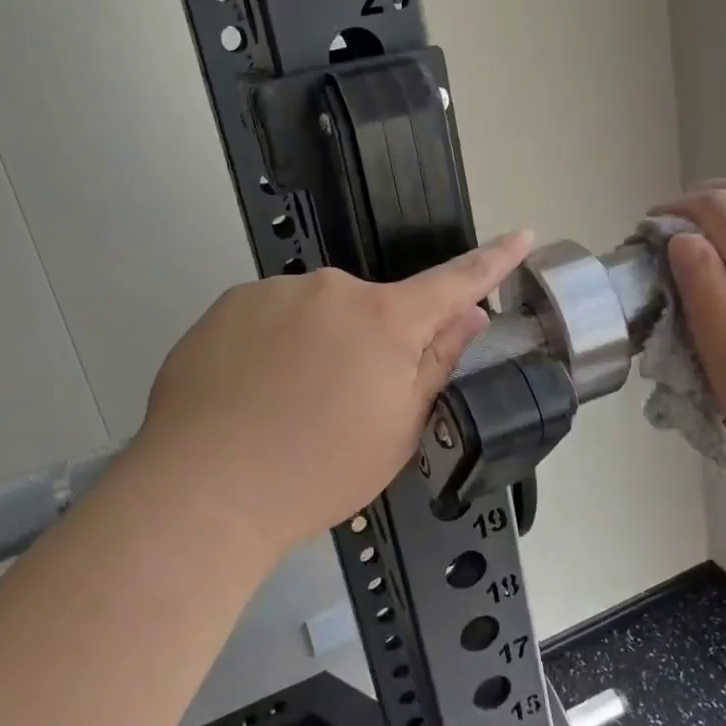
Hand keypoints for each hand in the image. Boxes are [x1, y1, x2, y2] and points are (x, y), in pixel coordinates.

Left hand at [134, 232, 533, 557]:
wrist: (202, 490)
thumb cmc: (318, 471)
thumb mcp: (399, 429)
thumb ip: (437, 363)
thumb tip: (468, 316)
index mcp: (386, 320)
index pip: (455, 281)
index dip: (493, 260)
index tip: (522, 234)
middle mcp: (333, 289)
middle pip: (374, 310)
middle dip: (372, 345)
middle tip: (344, 405)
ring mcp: (276, 291)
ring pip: (318, 314)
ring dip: (318, 347)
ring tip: (286, 408)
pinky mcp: (229, 303)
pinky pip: (271, 318)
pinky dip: (273, 347)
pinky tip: (250, 394)